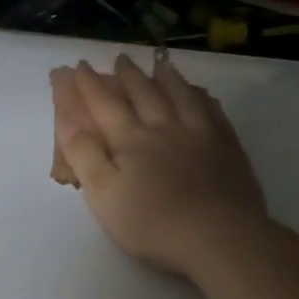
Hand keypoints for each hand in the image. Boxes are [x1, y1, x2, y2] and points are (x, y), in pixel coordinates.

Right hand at [51, 54, 270, 278]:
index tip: (80, 66)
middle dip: (128, 76)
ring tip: (160, 64)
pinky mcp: (228, 149)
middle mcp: (165, 129)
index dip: (90, 86)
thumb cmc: (154, 223)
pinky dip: (203, 98)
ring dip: (167, 78)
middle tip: (120, 59)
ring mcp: (201, 136)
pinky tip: (202, 94)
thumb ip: (85, 157)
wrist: (221, 238)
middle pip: (144, 94)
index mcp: (131, 141)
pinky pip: (213, 112)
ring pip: (181, 97)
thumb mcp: (104, 196)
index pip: (106, 105)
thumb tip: (69, 123)